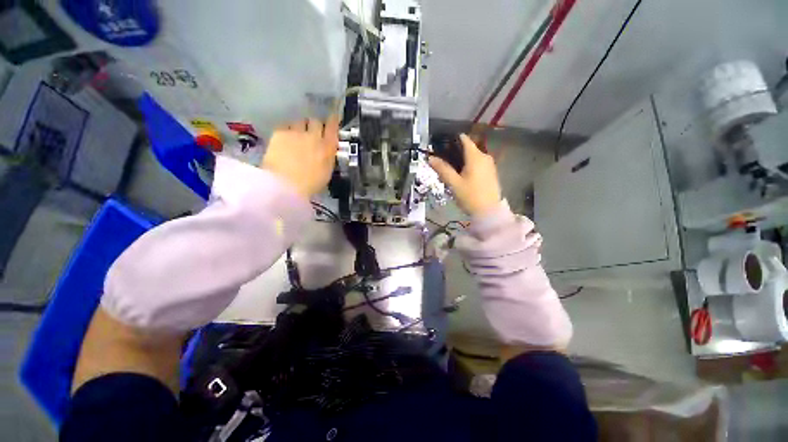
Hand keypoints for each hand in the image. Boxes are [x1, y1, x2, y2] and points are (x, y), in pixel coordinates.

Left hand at [261, 116, 338, 198]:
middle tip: (311, 132)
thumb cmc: (310, 184)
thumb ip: (328, 157)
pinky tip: (284, 140)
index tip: (333, 118)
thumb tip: (327, 150)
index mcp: (327, 147)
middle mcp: (314, 136)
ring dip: (300, 127)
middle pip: (316, 121)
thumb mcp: (326, 172)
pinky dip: (287, 131)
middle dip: (315, 125)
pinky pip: (286, 126)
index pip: (332, 127)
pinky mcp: (280, 133)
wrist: (286, 185)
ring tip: (296, 136)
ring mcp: (296, 133)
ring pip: (300, 122)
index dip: (333, 121)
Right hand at [429, 133, 501, 215]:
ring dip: (462, 160)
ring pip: (473, 157)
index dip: (452, 139)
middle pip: (468, 148)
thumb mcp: (454, 183)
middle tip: (442, 161)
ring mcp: (490, 165)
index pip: (464, 139)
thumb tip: (431, 158)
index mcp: (476, 156)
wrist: (489, 212)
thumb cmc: (470, 196)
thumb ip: (443, 169)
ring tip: (450, 169)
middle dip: (455, 152)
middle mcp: (485, 156)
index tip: (441, 144)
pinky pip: (478, 164)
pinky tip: (462, 175)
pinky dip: (469, 165)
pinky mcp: (491, 173)